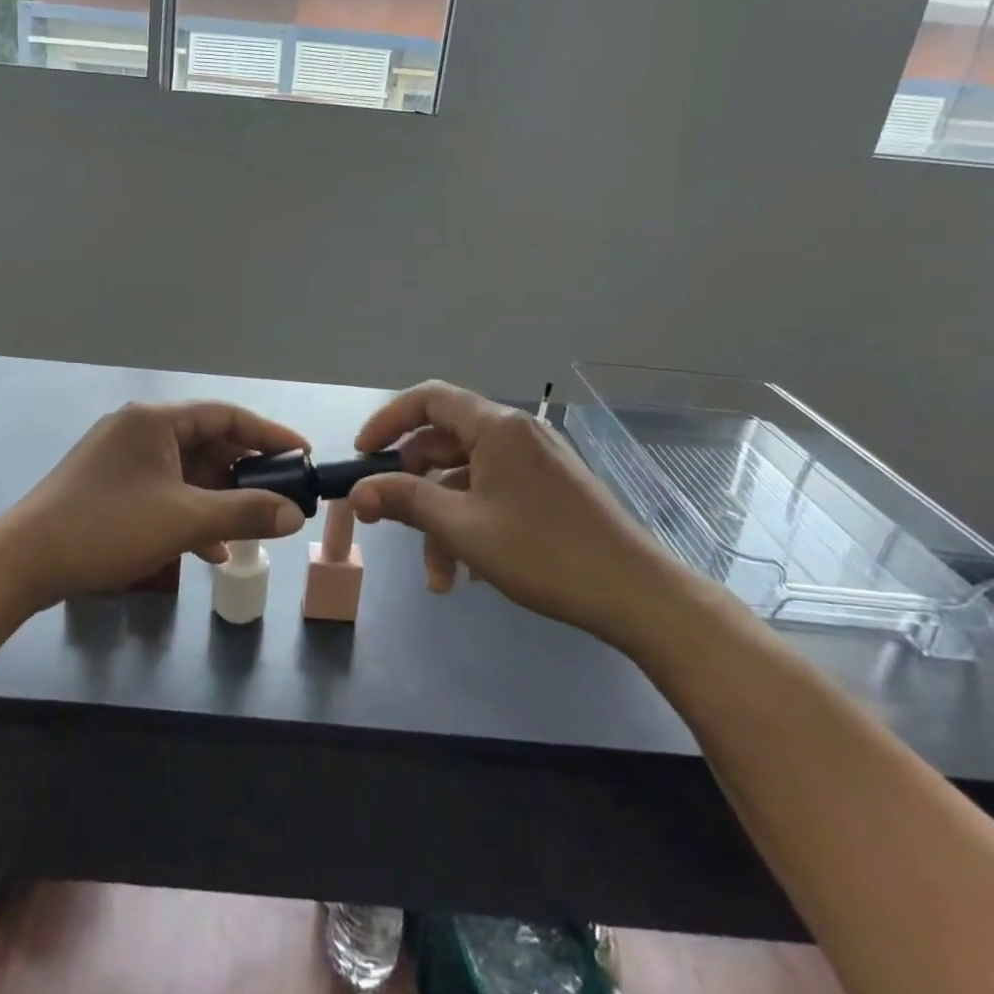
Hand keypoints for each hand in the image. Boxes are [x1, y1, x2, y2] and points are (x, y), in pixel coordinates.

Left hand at [0, 401, 309, 608]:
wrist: (23, 562)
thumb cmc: (108, 527)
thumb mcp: (184, 520)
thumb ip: (244, 512)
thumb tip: (294, 514)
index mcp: (155, 421)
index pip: (226, 415)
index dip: (268, 434)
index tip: (301, 455)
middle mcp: (138, 430)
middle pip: (206, 443)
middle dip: (244, 472)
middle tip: (279, 495)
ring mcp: (120, 459)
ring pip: (185, 471)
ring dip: (218, 498)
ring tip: (251, 527)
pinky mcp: (108, 486)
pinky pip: (162, 491)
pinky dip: (188, 513)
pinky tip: (209, 549)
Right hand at [347, 382, 691, 648]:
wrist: (636, 594)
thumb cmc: (544, 553)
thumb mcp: (463, 527)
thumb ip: (405, 501)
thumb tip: (357, 492)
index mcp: (496, 428)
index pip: (428, 399)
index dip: (388, 421)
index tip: (362, 455)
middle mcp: (516, 433)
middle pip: (444, 442)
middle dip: (414, 487)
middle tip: (391, 520)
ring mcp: (536, 460)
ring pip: (467, 477)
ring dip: (443, 520)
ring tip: (439, 579)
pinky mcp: (549, 487)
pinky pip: (493, 492)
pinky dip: (472, 522)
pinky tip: (471, 571)